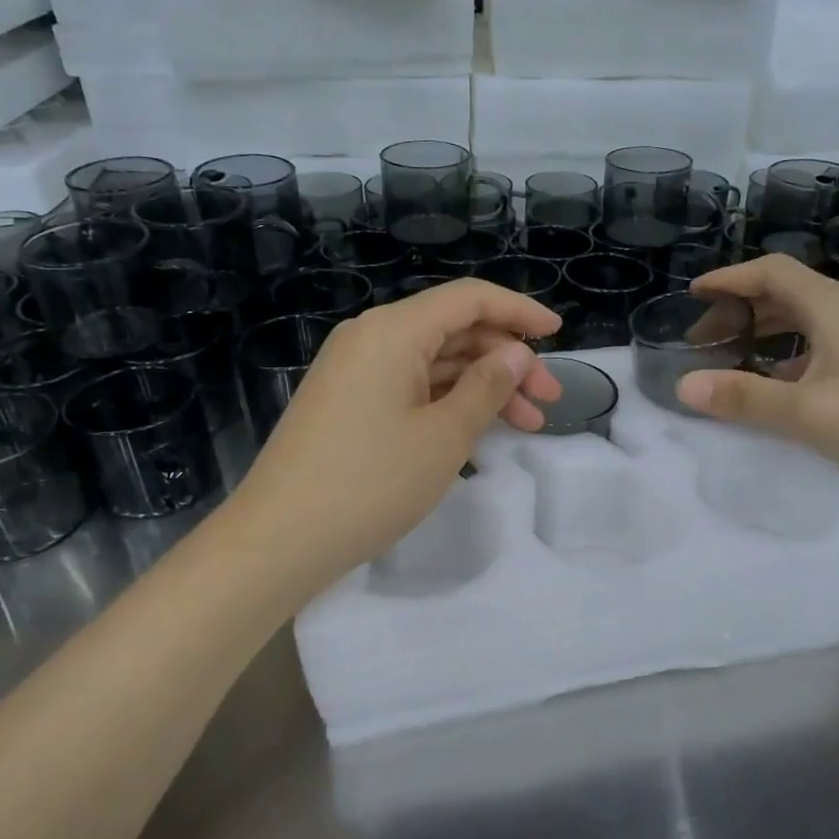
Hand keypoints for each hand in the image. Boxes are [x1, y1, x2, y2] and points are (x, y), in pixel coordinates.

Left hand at [226, 279, 563, 593]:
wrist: (280, 539)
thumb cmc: (371, 482)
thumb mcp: (444, 435)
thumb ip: (488, 386)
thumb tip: (516, 353)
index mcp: (393, 331)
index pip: (469, 299)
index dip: (519, 311)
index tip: (558, 334)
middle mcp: (371, 338)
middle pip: (454, 331)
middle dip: (507, 360)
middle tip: (549, 399)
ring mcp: (356, 371)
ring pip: (436, 362)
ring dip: (484, 387)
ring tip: (527, 424)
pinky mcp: (349, 402)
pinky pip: (411, 386)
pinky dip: (449, 402)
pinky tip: (480, 431)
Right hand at [676, 255, 838, 487]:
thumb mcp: (809, 413)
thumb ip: (745, 399)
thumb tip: (684, 387)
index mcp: (832, 307)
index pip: (771, 271)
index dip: (729, 278)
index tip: (694, 294)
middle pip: (786, 292)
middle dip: (741, 308)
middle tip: (706, 338)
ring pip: (806, 318)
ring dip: (767, 330)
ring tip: (735, 356)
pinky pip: (825, 341)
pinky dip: (792, 352)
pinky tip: (783, 383)